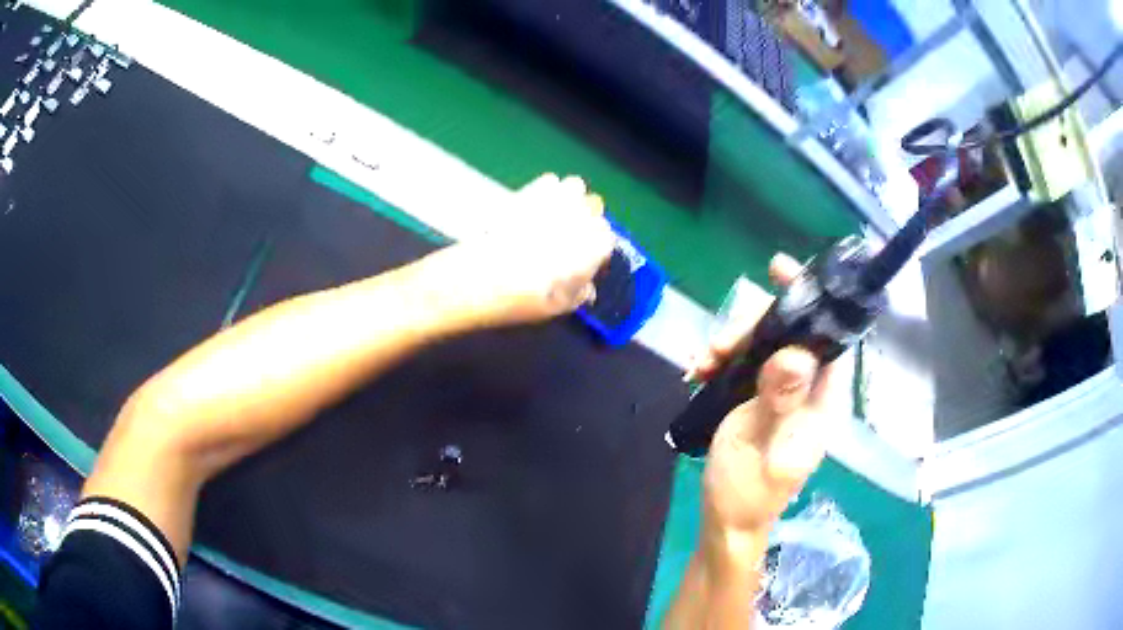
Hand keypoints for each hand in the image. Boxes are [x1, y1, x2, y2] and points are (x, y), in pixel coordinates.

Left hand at [444, 173, 615, 326]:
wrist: (478, 277)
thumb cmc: (525, 297)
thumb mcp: (560, 307)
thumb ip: (580, 293)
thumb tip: (587, 288)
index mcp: (595, 243)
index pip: (606, 237)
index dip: (595, 249)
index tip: (584, 261)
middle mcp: (582, 215)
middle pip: (594, 208)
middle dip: (585, 219)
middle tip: (568, 239)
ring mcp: (555, 198)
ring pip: (575, 188)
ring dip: (570, 199)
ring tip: (554, 217)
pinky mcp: (528, 190)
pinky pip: (549, 181)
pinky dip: (547, 191)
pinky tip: (534, 208)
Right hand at [696, 254, 850, 535]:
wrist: (726, 520)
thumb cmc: (749, 490)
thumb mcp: (764, 446)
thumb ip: (781, 400)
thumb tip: (797, 352)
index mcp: (821, 398)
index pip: (828, 336)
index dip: (810, 299)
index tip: (779, 271)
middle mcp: (806, 386)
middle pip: (789, 331)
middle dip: (752, 326)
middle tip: (721, 345)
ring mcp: (779, 390)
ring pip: (762, 342)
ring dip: (730, 342)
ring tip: (702, 363)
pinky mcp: (756, 395)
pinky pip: (741, 361)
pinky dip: (719, 359)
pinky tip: (698, 371)